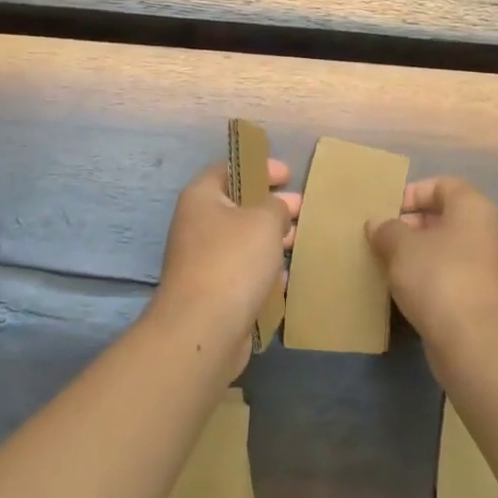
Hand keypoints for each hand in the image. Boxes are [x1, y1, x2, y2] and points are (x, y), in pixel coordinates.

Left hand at [149, 159, 299, 370]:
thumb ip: (276, 206)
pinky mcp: (213, 294)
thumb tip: (276, 211)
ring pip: (242, 242)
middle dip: (271, 206)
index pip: (229, 169)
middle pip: (238, 206)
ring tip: (299, 241)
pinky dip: (263, 272)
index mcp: (202, 198)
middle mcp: (197, 226)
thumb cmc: (233, 261)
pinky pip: (243, 274)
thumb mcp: (265, 220)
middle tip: (300, 208)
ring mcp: (202, 262)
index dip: (259, 167)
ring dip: (269, 240)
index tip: (288, 175)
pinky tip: (285, 277)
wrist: (203, 329)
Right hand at [366, 176, 497, 364]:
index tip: (385, 212)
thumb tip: (377, 224)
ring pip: (443, 248)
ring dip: (414, 254)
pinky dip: (425, 278)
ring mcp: (484, 266)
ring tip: (384, 263)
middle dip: (408, 225)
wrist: (475, 342)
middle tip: (379, 238)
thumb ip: (386, 229)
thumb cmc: (438, 277)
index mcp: (472, 207)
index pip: (441, 185)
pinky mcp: (478, 296)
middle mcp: (484, 231)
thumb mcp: (401, 246)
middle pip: (442, 216)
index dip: (411, 193)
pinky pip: (447, 275)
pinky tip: (400, 289)